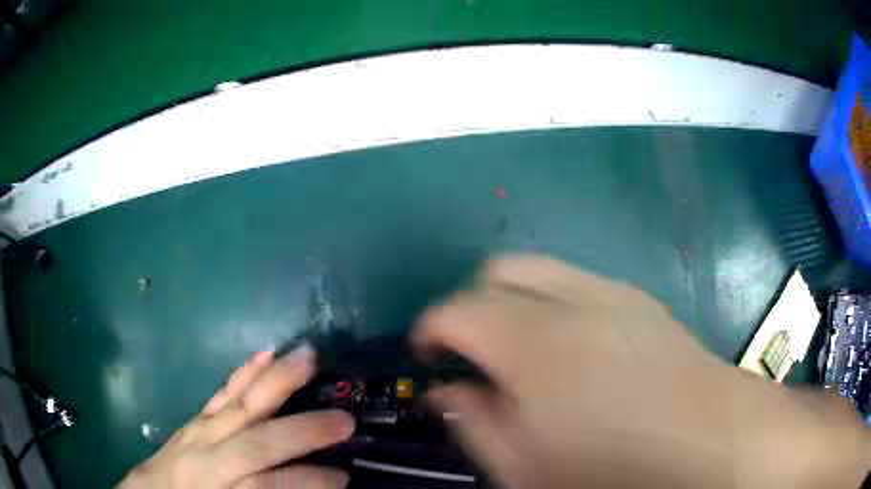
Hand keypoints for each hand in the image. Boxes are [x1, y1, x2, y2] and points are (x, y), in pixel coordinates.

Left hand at [119, 345, 354, 487]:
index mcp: (217, 484)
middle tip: (345, 420)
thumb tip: (301, 487)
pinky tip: (264, 354)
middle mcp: (209, 453)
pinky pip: (224, 391)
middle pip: (257, 436)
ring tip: (308, 357)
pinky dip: (247, 371)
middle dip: (304, 429)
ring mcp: (201, 428)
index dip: (309, 480)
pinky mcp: (198, 417)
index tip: (343, 478)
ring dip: (277, 379)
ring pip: (240, 401)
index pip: (268, 481)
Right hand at [413, 255, 870, 488]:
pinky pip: (578, 283)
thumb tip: (448, 392)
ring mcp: (612, 291)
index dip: (430, 329)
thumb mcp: (526, 464)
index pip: (456, 310)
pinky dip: (555, 303)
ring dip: (516, 302)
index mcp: (535, 341)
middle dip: (473, 304)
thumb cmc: (615, 466)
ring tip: (520, 350)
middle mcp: (573, 298)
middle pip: (498, 271)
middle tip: (472, 350)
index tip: (426, 354)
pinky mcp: (638, 299)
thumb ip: (476, 422)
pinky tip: (570, 349)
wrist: (710, 440)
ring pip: (540, 269)